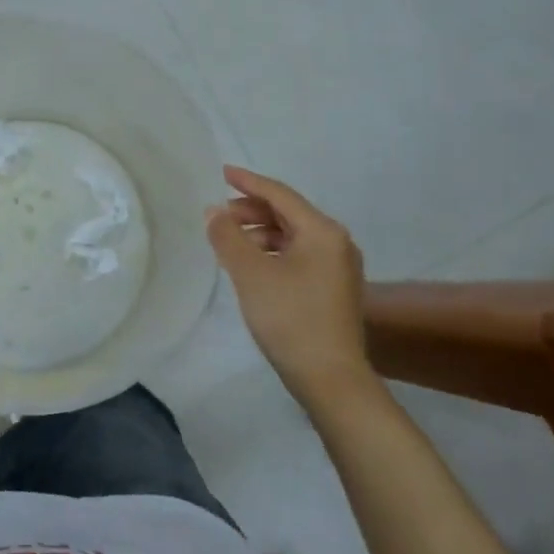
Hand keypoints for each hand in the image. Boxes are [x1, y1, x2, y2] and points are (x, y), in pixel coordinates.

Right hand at [206, 166, 376, 407]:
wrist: (332, 381)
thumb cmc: (291, 319)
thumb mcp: (251, 273)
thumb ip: (228, 236)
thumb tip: (214, 211)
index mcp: (322, 231)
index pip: (280, 194)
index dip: (248, 182)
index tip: (221, 172)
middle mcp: (337, 242)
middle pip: (288, 213)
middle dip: (251, 210)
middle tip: (218, 216)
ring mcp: (339, 267)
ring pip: (292, 236)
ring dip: (260, 233)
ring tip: (230, 242)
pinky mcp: (334, 289)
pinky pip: (299, 255)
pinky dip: (273, 252)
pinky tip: (252, 266)